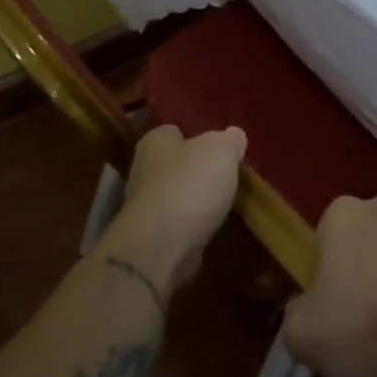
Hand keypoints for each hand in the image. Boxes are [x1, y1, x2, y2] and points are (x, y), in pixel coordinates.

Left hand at [99, 124, 246, 294]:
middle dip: (196, 170)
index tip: (217, 147)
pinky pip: (177, 224)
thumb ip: (230, 140)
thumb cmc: (190, 184)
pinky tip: (211, 228)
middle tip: (224, 175)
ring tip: (223, 203)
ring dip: (195, 200)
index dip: (195, 136)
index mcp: (154, 142)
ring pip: (176, 195)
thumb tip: (234, 136)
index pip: (173, 131)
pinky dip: (192, 226)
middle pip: (174, 164)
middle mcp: (143, 170)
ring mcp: (144, 206)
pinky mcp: (152, 237)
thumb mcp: (221, 150)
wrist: (162, 245)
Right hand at [283, 192, 376, 376]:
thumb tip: (305, 309)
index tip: (335, 301)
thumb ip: (295, 313)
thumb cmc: (363, 328)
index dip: (330, 266)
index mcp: (343, 214)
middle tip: (370, 306)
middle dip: (370, 257)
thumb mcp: (302, 335)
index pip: (329, 232)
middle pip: (371, 229)